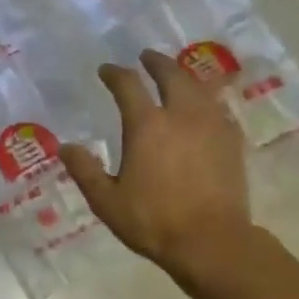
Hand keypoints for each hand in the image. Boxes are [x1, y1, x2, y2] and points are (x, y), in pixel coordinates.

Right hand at [59, 49, 261, 293]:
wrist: (212, 241)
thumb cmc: (153, 221)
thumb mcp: (106, 201)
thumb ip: (85, 170)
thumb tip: (66, 147)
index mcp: (146, 126)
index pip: (128, 86)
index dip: (115, 74)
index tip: (106, 70)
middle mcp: (181, 115)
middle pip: (171, 75)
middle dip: (156, 62)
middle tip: (146, 57)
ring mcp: (212, 126)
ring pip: (199, 87)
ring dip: (183, 76)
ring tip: (175, 75)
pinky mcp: (232, 141)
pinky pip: (219, 108)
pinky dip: (206, 100)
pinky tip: (204, 107)